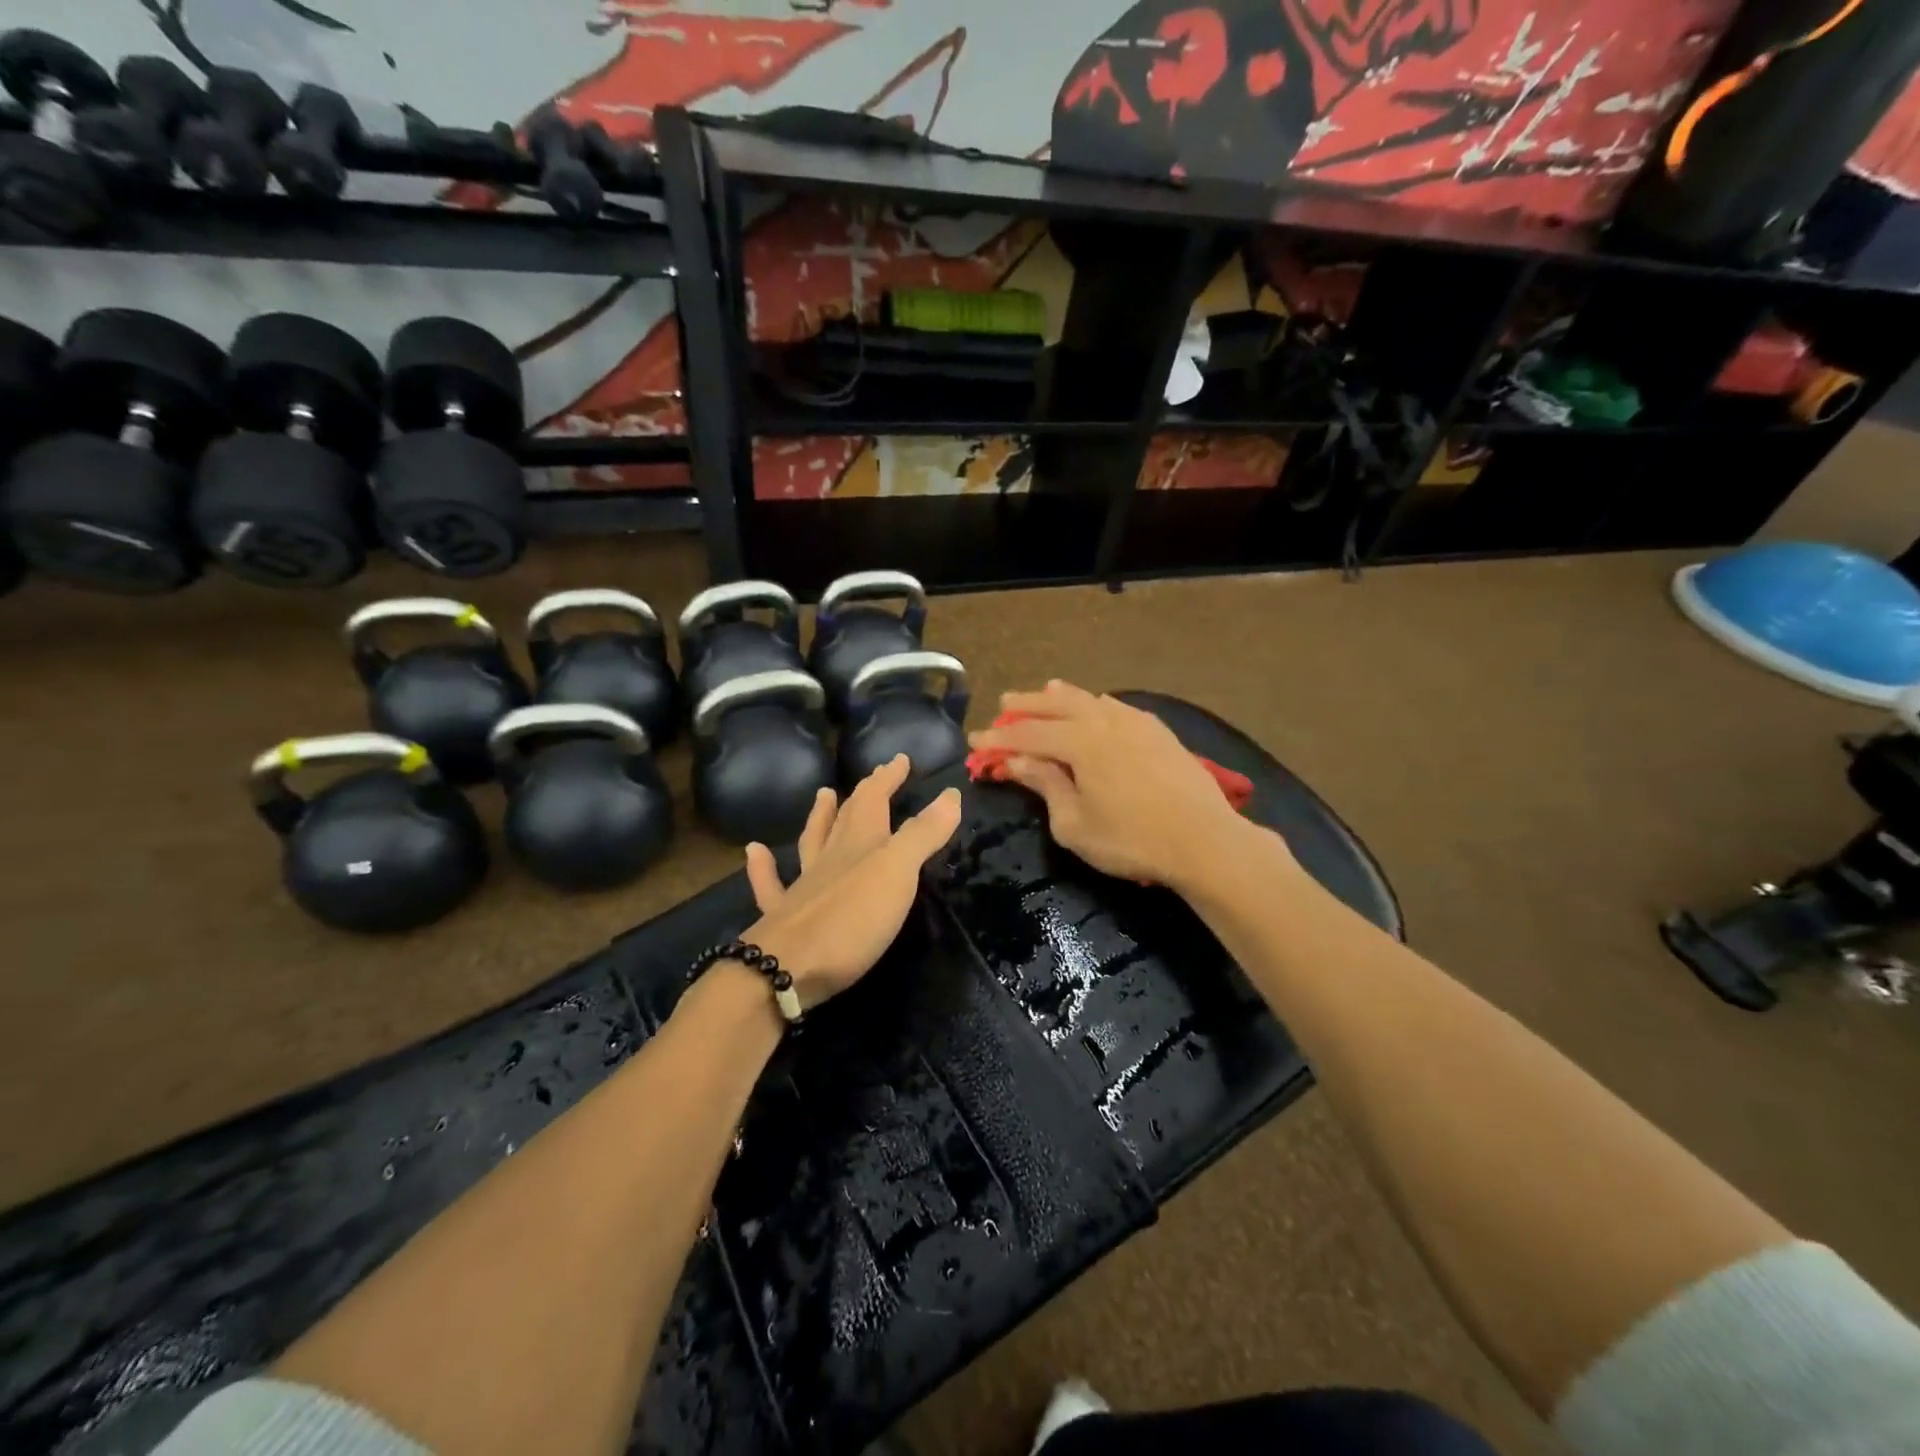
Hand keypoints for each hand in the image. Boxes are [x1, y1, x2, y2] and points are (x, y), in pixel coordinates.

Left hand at [739, 755, 962, 1010]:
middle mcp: (830, 858)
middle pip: (847, 817)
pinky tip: (755, 851)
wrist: (785, 969)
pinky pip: (771, 885)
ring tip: (822, 795)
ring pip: (812, 842)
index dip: (887, 778)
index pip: (874, 799)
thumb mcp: (898, 873)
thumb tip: (951, 794)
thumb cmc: (851, 919)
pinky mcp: (783, 918)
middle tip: (873, 776)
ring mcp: (803, 887)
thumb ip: (923, 834)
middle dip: (864, 794)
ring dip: (820, 817)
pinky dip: (763, 866)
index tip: (900, 759)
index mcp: (860, 844)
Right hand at [967, 680, 1276, 887]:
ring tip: (1046, 692)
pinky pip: (1117, 707)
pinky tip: (1097, 706)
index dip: (998, 737)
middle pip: (1056, 705)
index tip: (975, 740)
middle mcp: (1104, 721)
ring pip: (1090, 699)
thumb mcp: (1074, 823)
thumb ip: (1045, 785)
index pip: (1028, 733)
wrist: (1204, 840)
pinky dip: (1096, 704)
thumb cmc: (1131, 840)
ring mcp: (1135, 722)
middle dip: (1026, 705)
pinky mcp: (1158, 731)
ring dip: (1062, 697)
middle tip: (1004, 704)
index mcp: (1079, 741)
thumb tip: (1018, 761)